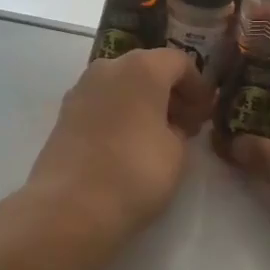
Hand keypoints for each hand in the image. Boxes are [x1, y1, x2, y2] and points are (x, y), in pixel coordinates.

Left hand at [24, 48, 215, 249]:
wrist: (70, 206)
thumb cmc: (135, 173)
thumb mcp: (177, 152)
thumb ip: (180, 128)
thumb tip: (172, 123)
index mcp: (142, 68)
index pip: (180, 62)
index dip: (198, 87)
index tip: (206, 115)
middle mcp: (108, 67)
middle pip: (147, 68)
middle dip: (169, 92)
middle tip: (184, 125)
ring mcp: (81, 89)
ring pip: (121, 84)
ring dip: (142, 102)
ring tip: (155, 136)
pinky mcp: (63, 114)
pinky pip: (101, 103)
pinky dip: (119, 113)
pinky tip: (126, 143)